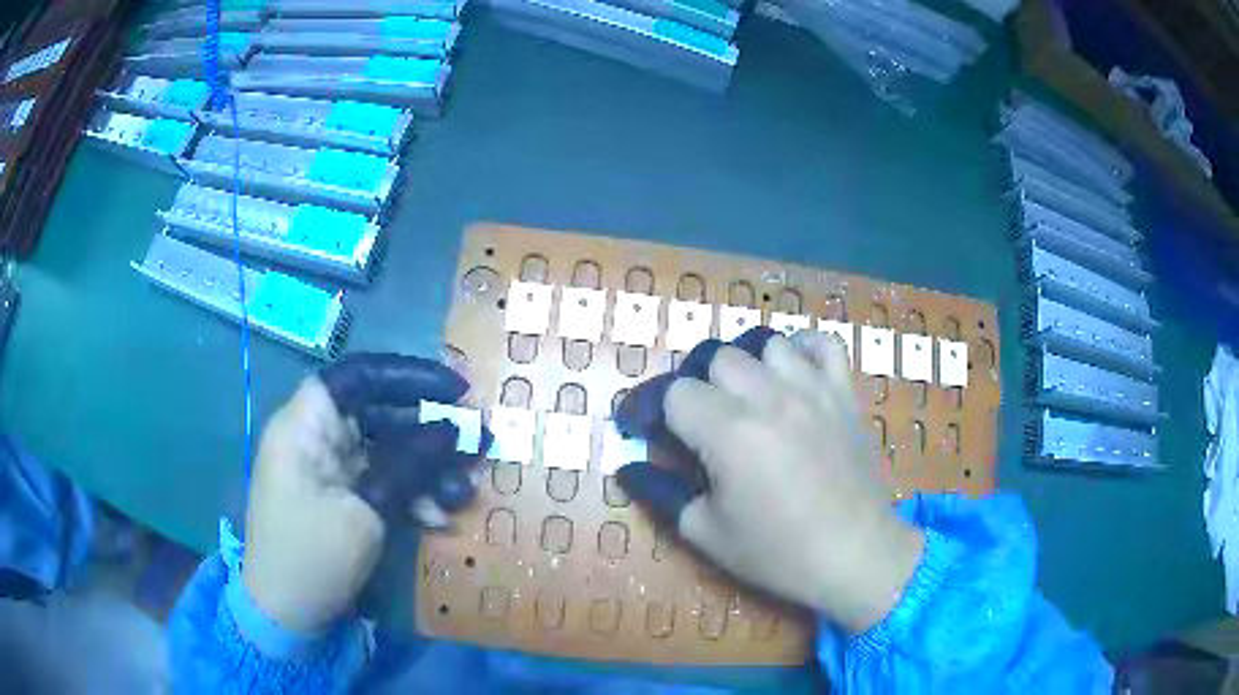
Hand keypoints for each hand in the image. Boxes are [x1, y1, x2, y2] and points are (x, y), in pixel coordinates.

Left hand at [242, 353, 477, 634]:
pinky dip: (410, 494)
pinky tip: (439, 517)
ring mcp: (328, 469)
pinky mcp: (340, 497)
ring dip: (427, 469)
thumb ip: (409, 466)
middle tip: (478, 443)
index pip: (358, 376)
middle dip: (429, 430)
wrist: (285, 613)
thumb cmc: (312, 556)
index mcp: (306, 425)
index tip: (455, 391)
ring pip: (385, 451)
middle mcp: (316, 437)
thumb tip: (455, 429)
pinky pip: (380, 481)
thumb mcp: (365, 513)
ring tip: (464, 492)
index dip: (407, 375)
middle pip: (378, 413)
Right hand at [615, 329, 923, 633]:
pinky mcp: (843, 392)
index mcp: (729, 433)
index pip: (674, 392)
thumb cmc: (778, 553)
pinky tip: (792, 374)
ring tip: (744, 398)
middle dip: (696, 385)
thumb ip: (662, 493)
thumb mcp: (706, 533)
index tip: (642, 429)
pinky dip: (802, 349)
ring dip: (745, 365)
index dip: (649, 409)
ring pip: (765, 342)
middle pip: (715, 357)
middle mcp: (769, 397)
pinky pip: (822, 343)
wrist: (856, 554)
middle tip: (696, 421)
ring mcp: (812, 388)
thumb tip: (629, 469)